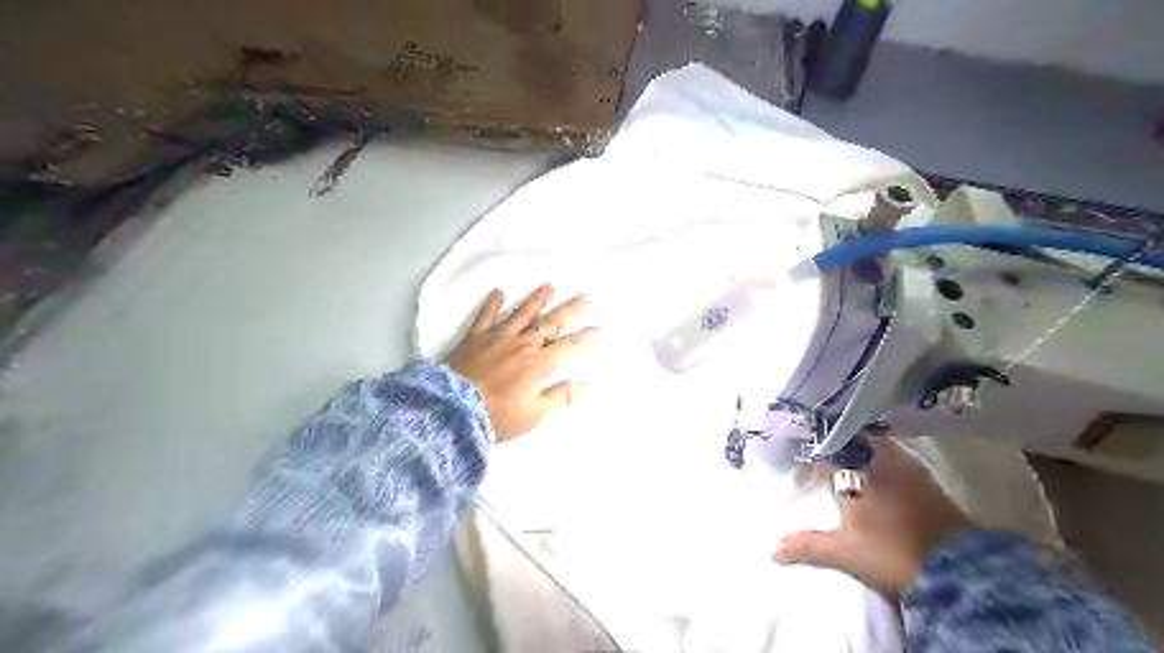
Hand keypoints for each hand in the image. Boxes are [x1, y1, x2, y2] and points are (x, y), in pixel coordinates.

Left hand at [443, 283, 594, 442]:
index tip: (598, 329)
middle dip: (569, 310)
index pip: (569, 347)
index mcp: (539, 363)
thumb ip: (560, 397)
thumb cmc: (497, 416)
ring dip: (537, 300)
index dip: (585, 338)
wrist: (453, 409)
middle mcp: (522, 344)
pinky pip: (486, 316)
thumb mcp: (534, 414)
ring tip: (549, 287)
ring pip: (522, 314)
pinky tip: (498, 292)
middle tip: (583, 297)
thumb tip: (584, 387)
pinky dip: (492, 304)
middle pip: (550, 323)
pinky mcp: (475, 338)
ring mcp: (497, 337)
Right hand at [775, 435, 974, 598]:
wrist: (962, 571)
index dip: (810, 451)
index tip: (797, 453)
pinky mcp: (928, 482)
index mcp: (859, 469)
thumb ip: (807, 546)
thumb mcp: (844, 552)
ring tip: (844, 459)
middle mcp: (885, 460)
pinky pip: (896, 458)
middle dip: (836, 443)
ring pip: (877, 447)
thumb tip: (772, 550)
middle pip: (854, 440)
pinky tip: (875, 475)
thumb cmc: (893, 553)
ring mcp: (910, 468)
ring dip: (859, 450)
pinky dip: (881, 461)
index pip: (827, 449)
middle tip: (820, 451)